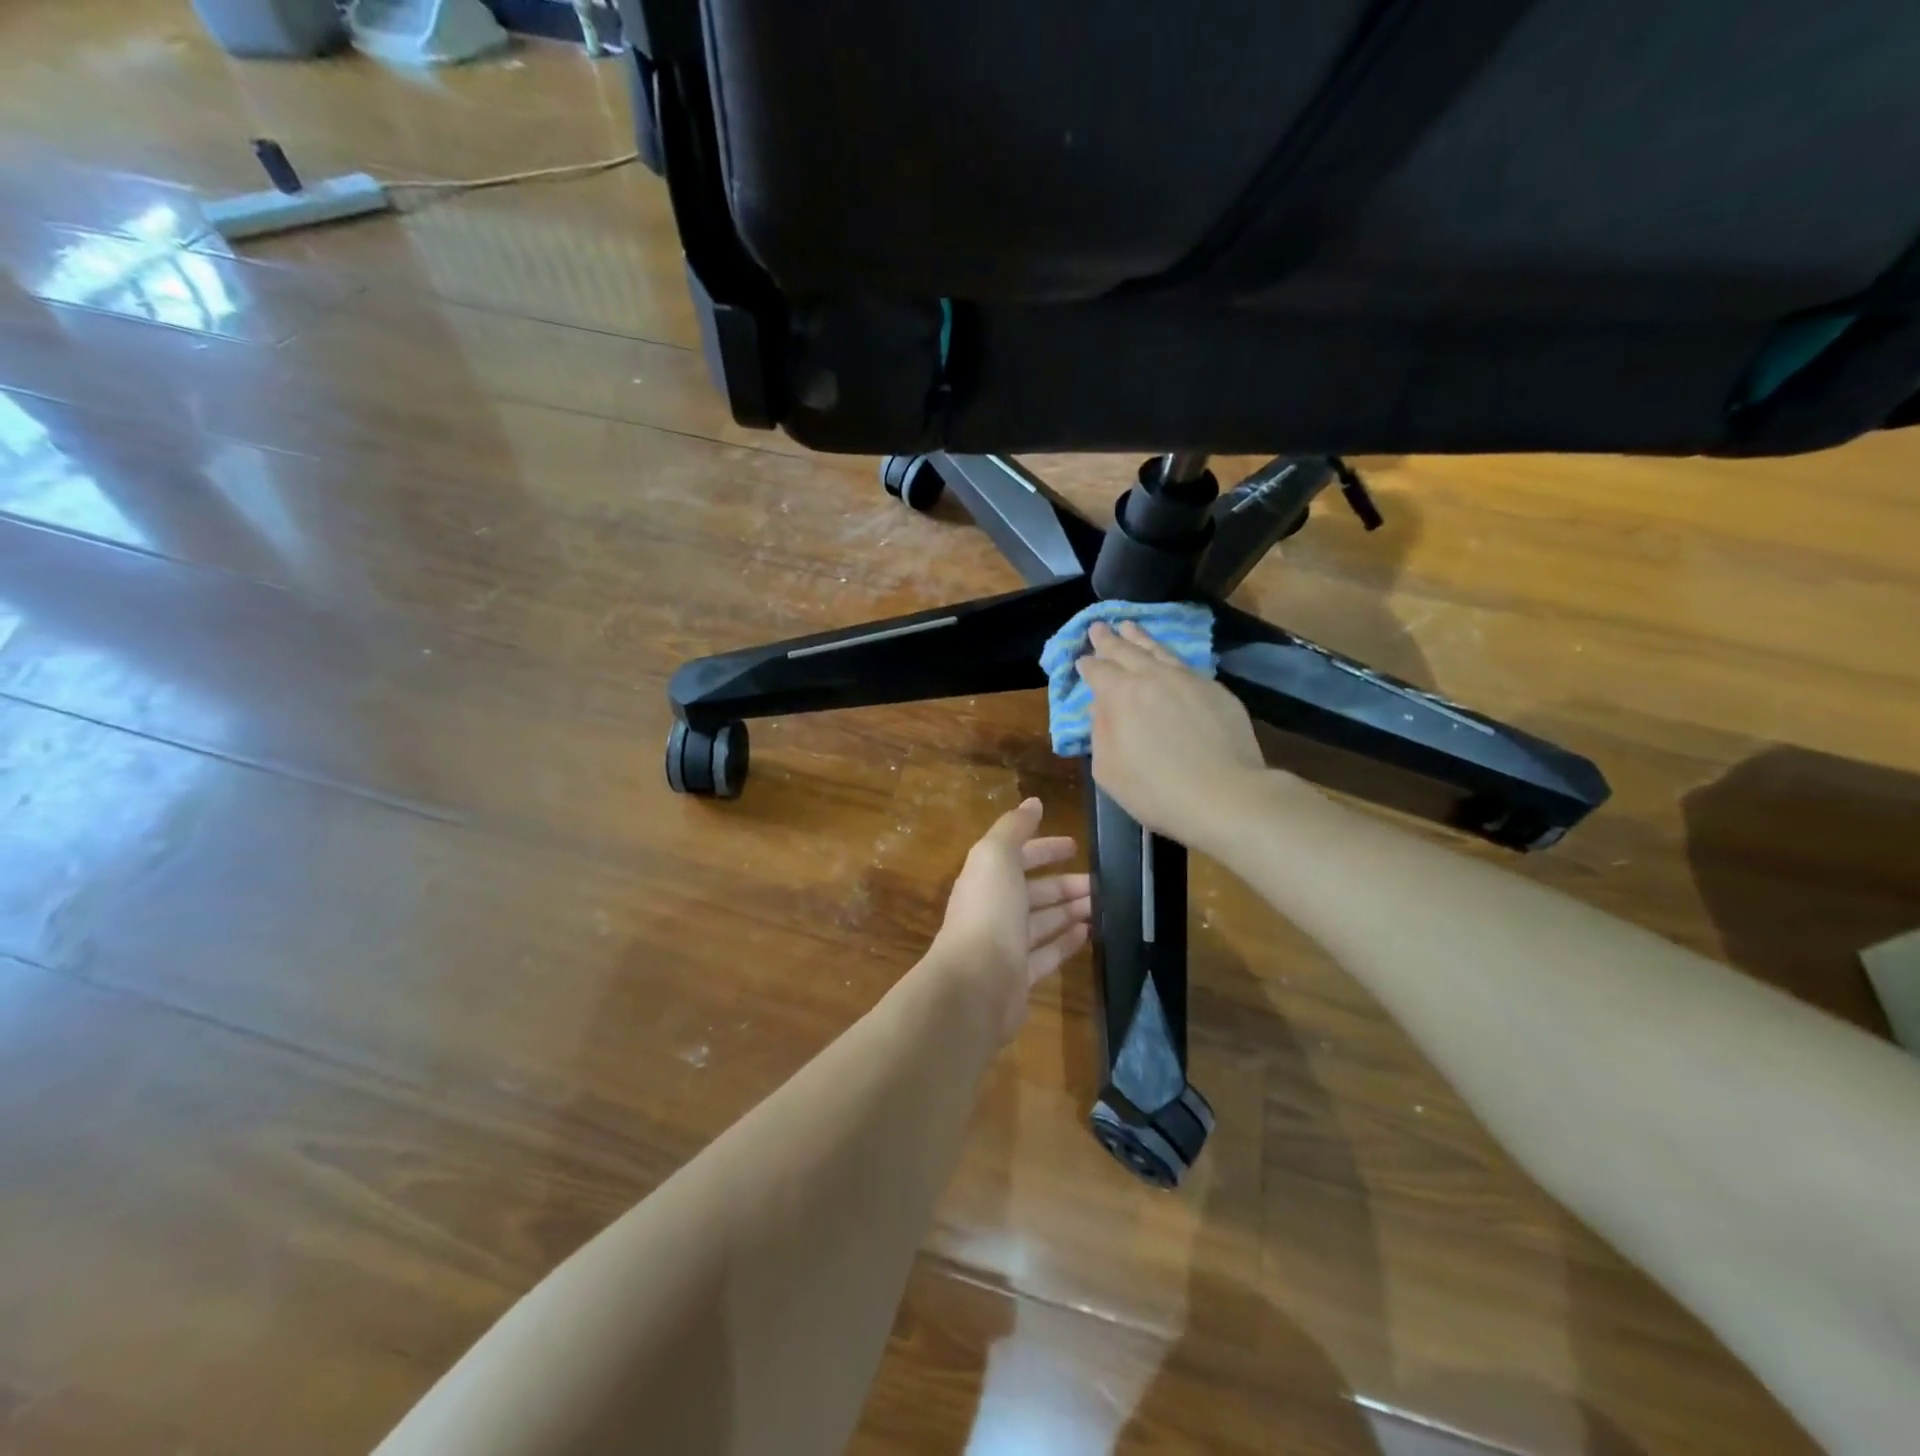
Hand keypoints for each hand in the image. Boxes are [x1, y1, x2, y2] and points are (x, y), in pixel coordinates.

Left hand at [929, 799, 1091, 1041]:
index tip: (1075, 846)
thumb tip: (1033, 802)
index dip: (1044, 849)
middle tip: (1100, 883)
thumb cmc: (988, 912)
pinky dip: (1066, 942)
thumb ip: (1014, 828)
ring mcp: (1005, 946)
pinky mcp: (1019, 977)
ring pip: (1042, 922)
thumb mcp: (995, 856)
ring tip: (1103, 906)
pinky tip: (1088, 933)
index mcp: (985, 879)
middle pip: (1033, 891)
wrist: (975, 984)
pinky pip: (1047, 954)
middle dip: (1064, 883)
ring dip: (1070, 910)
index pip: (1016, 857)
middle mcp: (993, 910)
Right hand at [1078, 621, 1275, 848]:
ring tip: (1130, 626)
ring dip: (1140, 637)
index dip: (1087, 664)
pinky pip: (1185, 665)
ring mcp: (1188, 679)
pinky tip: (1167, 659)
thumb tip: (1099, 709)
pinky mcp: (1216, 690)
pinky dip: (1168, 657)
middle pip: (1126, 651)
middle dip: (1109, 639)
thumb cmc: (1156, 791)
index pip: (1097, 671)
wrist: (1225, 795)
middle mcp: (1153, 677)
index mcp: (1120, 695)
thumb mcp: (1108, 770)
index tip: (1082, 660)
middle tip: (1099, 626)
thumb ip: (1099, 733)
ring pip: (1159, 650)